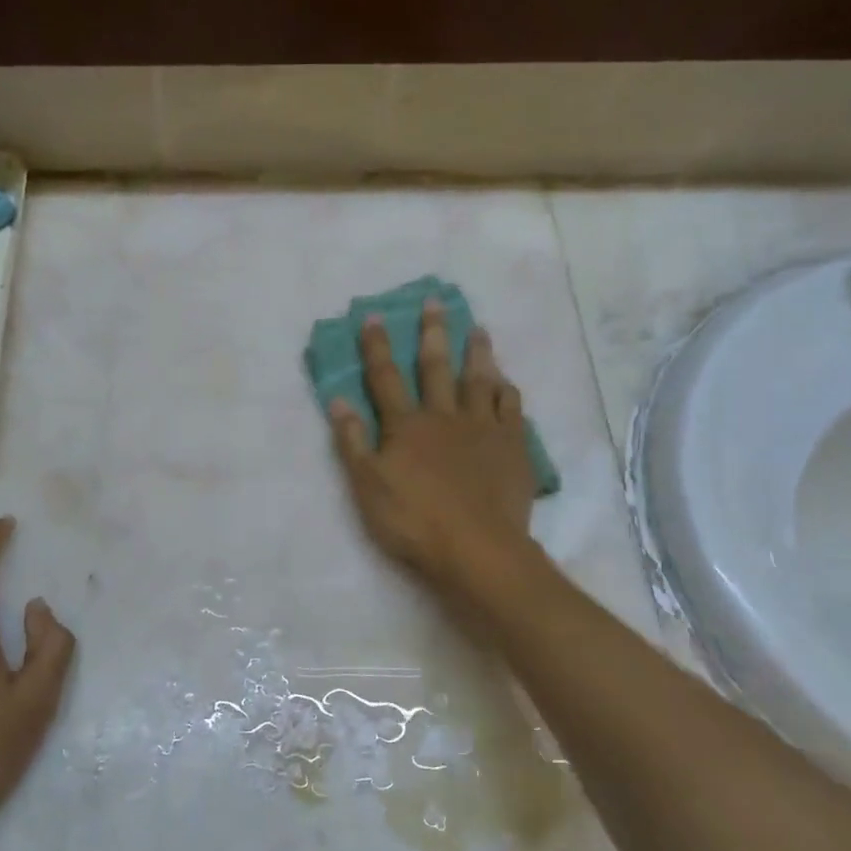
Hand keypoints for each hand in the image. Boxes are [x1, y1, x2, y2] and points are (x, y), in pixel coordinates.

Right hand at [330, 298, 537, 587]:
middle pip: (436, 367)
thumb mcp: (367, 487)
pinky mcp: (512, 447)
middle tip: (435, 301)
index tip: (373, 315)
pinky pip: (512, 409)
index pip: (386, 377)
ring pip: (479, 381)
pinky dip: (507, 391)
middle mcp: (445, 416)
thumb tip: (338, 400)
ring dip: (477, 353)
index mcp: (406, 426)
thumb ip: (353, 442)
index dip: (377, 346)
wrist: (477, 549)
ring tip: (478, 329)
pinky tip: (506, 382)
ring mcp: (483, 429)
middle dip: (432, 333)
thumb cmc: (414, 521)